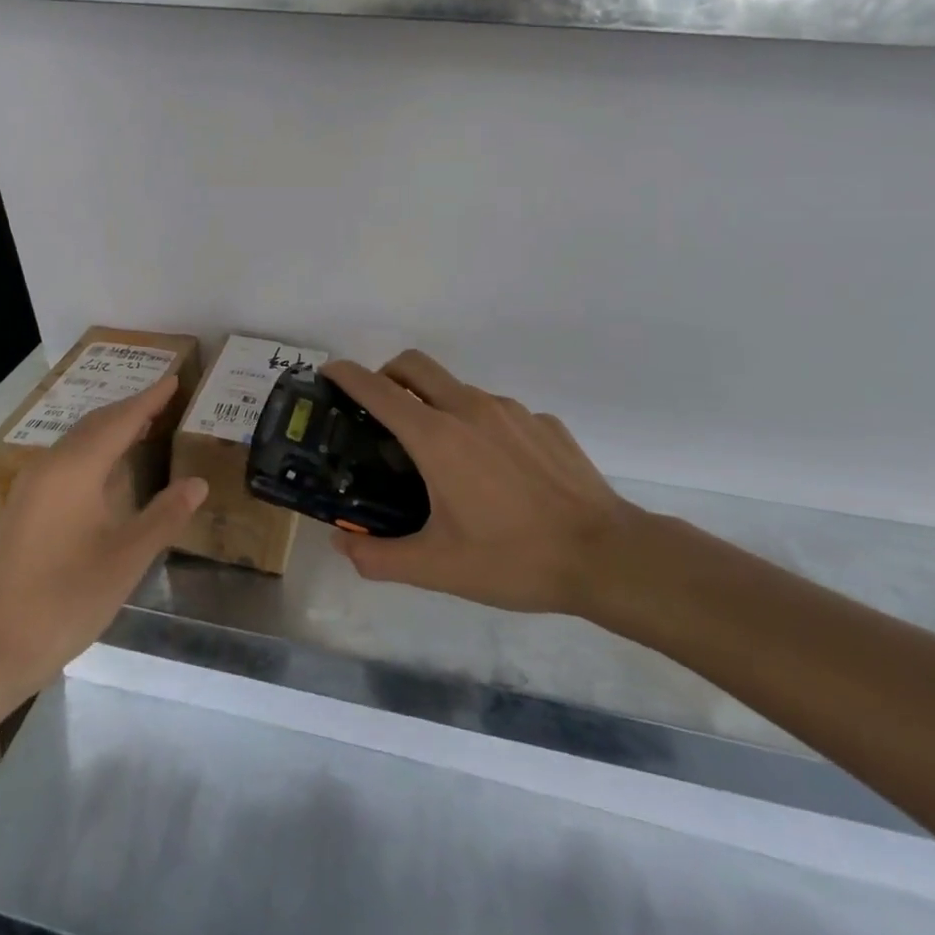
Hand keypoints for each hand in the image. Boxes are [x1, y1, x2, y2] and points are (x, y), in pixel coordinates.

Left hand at [0, 378, 206, 697]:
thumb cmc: (66, 599)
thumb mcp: (126, 558)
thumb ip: (164, 515)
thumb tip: (198, 483)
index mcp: (76, 469)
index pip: (120, 421)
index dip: (149, 400)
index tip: (174, 379)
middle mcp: (49, 466)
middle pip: (95, 424)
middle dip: (130, 409)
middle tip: (164, 399)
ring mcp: (30, 486)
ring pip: (77, 442)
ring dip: (110, 429)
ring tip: (142, 426)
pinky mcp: (22, 507)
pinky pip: (65, 460)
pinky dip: (93, 451)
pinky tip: (106, 469)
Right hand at [324, 351, 642, 622]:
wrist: (606, 555)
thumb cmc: (513, 558)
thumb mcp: (437, 568)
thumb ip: (380, 557)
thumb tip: (343, 546)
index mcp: (437, 436)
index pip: (378, 389)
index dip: (346, 374)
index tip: (328, 372)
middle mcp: (470, 408)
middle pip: (415, 365)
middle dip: (388, 374)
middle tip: (380, 410)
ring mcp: (512, 411)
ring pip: (458, 389)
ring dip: (437, 405)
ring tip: (443, 457)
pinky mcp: (544, 423)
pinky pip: (499, 413)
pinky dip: (482, 427)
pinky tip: (497, 473)